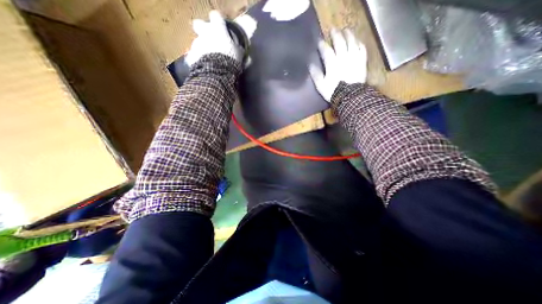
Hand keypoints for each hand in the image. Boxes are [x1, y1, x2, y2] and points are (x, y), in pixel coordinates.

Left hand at [186, 9, 245, 65]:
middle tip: (210, 39)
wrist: (217, 72)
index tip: (222, 27)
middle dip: (203, 30)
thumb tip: (241, 50)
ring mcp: (197, 44)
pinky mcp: (192, 55)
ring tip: (210, 59)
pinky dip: (200, 59)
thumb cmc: (230, 60)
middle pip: (199, 24)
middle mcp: (205, 33)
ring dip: (203, 48)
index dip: (219, 21)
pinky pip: (195, 55)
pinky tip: (206, 66)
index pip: (216, 16)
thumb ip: (239, 50)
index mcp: (218, 29)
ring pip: (198, 42)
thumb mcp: (239, 55)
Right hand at [309, 28, 367, 101]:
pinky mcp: (362, 62)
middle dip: (335, 35)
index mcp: (332, 63)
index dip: (322, 44)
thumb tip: (310, 65)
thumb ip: (316, 74)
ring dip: (348, 34)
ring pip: (352, 42)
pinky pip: (362, 49)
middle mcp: (343, 57)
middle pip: (340, 42)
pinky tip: (357, 41)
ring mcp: (354, 58)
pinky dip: (359, 43)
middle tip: (333, 30)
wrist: (349, 97)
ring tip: (346, 30)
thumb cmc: (333, 91)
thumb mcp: (321, 85)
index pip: (326, 50)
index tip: (319, 41)